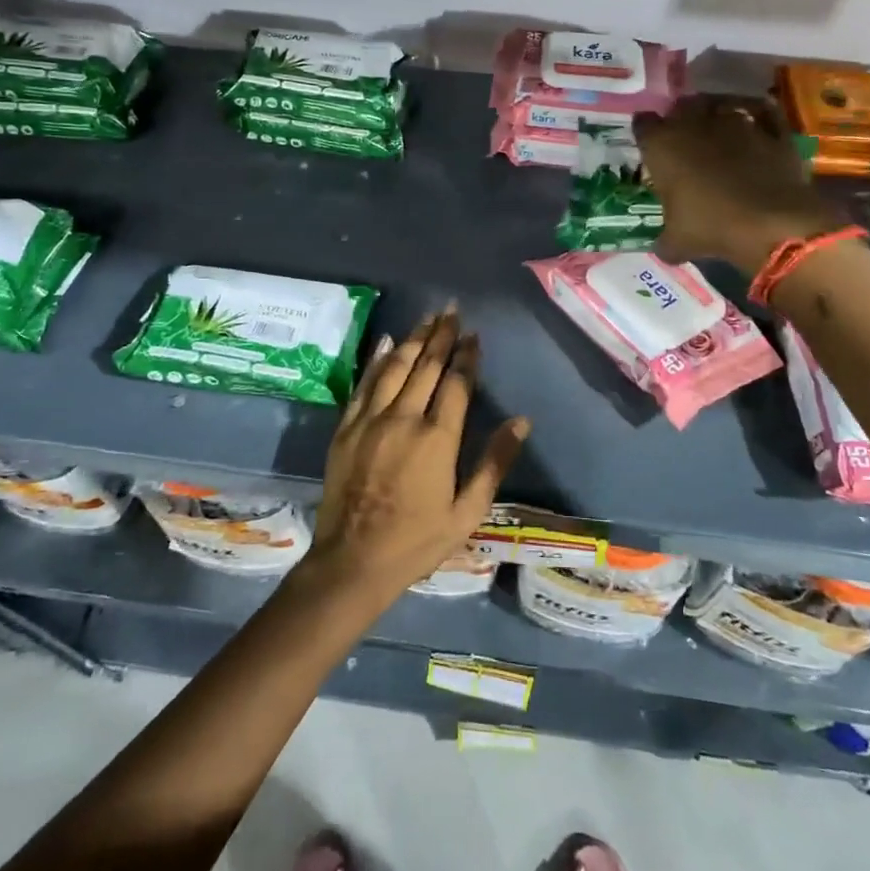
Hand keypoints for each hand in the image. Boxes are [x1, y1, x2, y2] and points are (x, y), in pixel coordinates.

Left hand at [307, 308, 529, 604]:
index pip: (456, 384)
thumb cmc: (418, 541)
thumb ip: (494, 462)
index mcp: (437, 438)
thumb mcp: (467, 511)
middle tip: (452, 310)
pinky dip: (377, 360)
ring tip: (427, 318)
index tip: (474, 335)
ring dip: (412, 339)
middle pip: (425, 366)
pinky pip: (364, 384)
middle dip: (441, 336)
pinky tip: (386, 342)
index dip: (467, 356)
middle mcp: (404, 418)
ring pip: (394, 367)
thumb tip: (522, 421)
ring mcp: (371, 420)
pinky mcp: (347, 427)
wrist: (353, 560)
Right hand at [634, 95, 842, 268]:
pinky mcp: (771, 129)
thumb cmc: (711, 228)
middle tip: (683, 138)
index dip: (646, 134)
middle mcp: (695, 124)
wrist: (772, 223)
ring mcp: (736, 122)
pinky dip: (757, 113)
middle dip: (680, 118)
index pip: (643, 125)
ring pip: (720, 104)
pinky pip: (762, 110)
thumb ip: (664, 240)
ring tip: (718, 130)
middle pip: (681, 106)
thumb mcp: (676, 243)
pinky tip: (755, 123)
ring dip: (716, 114)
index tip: (650, 146)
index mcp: (662, 146)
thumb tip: (664, 247)